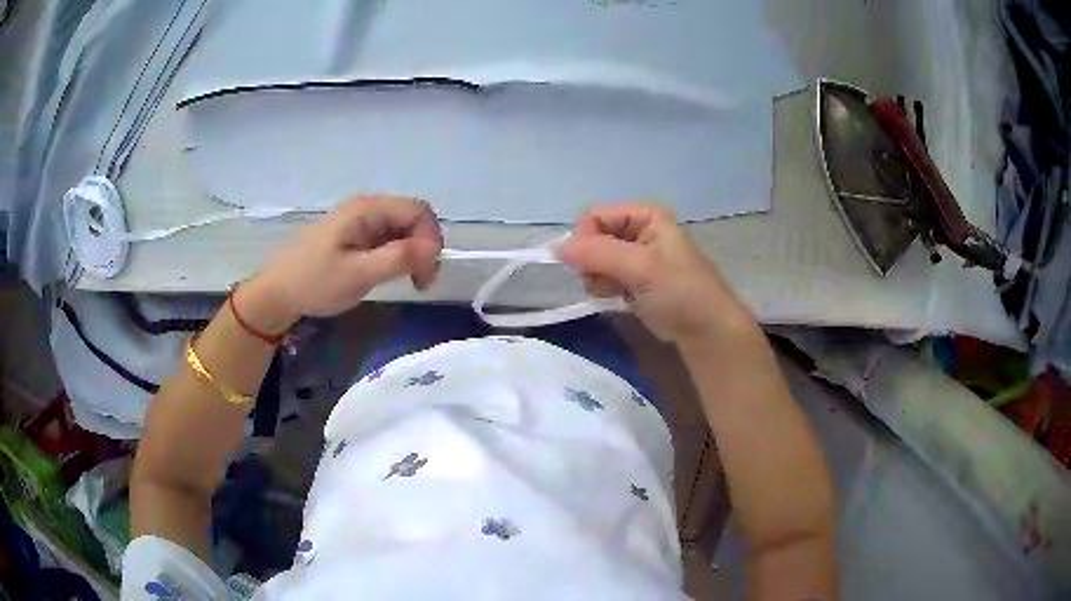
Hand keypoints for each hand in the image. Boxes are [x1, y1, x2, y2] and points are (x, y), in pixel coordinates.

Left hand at [241, 196, 442, 329]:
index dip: (431, 239)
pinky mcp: (355, 235)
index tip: (426, 273)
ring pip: (402, 229)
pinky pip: (387, 238)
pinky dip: (397, 255)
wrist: (277, 292)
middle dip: (424, 247)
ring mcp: (360, 220)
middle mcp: (367, 207)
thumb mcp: (359, 274)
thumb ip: (398, 258)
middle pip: (412, 218)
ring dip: (412, 253)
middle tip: (420, 282)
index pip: (419, 211)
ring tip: (408, 281)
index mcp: (368, 209)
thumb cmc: (315, 282)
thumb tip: (434, 248)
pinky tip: (390, 274)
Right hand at [557, 205, 756, 345]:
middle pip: (593, 238)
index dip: (584, 239)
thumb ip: (599, 254)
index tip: (585, 267)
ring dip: (596, 278)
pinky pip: (603, 277)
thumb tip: (556, 249)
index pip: (595, 216)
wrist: (706, 331)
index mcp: (645, 216)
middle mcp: (638, 231)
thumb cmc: (680, 292)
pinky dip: (604, 289)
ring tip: (614, 293)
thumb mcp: (642, 267)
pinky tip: (617, 300)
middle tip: (604, 282)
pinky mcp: (633, 280)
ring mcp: (635, 257)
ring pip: (594, 260)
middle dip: (591, 262)